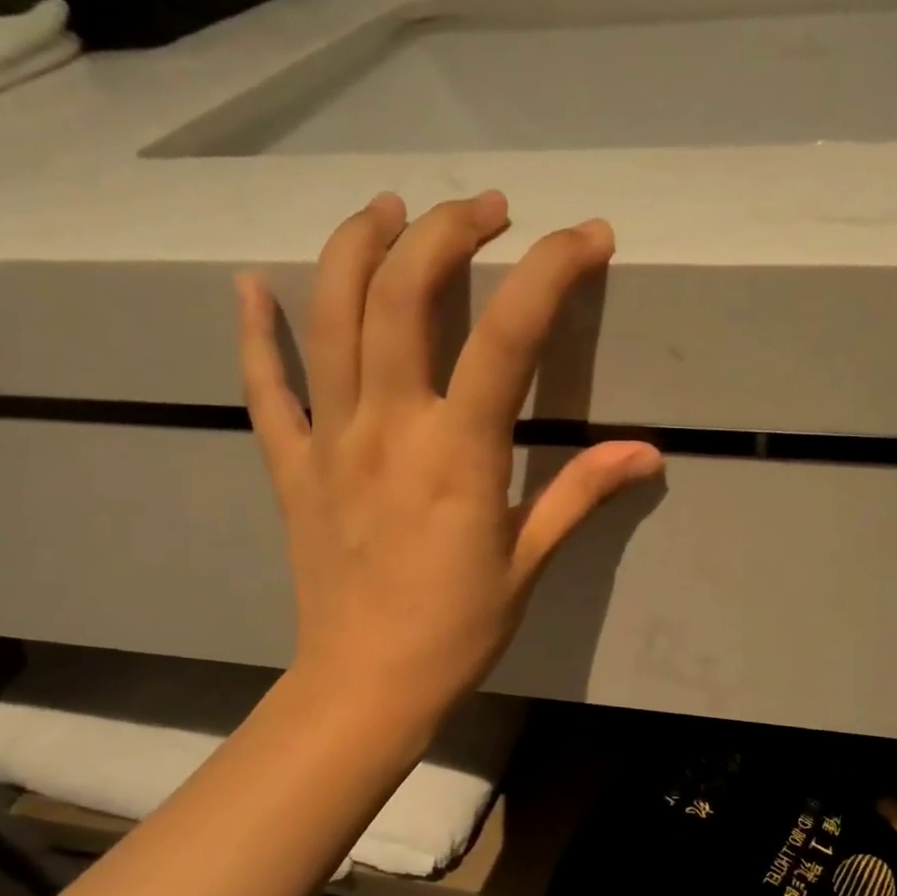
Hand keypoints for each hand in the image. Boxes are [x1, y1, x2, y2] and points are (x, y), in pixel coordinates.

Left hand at [237, 191, 662, 715]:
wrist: (366, 685)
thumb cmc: (456, 631)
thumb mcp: (528, 562)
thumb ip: (580, 494)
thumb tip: (646, 451)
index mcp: (456, 453)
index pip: (509, 334)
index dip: (553, 270)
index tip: (588, 237)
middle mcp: (387, 427)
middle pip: (402, 294)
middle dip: (446, 230)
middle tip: (486, 209)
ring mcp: (329, 441)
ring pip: (329, 318)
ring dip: (357, 247)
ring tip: (390, 211)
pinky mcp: (292, 467)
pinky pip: (266, 388)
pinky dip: (256, 333)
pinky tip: (249, 286)